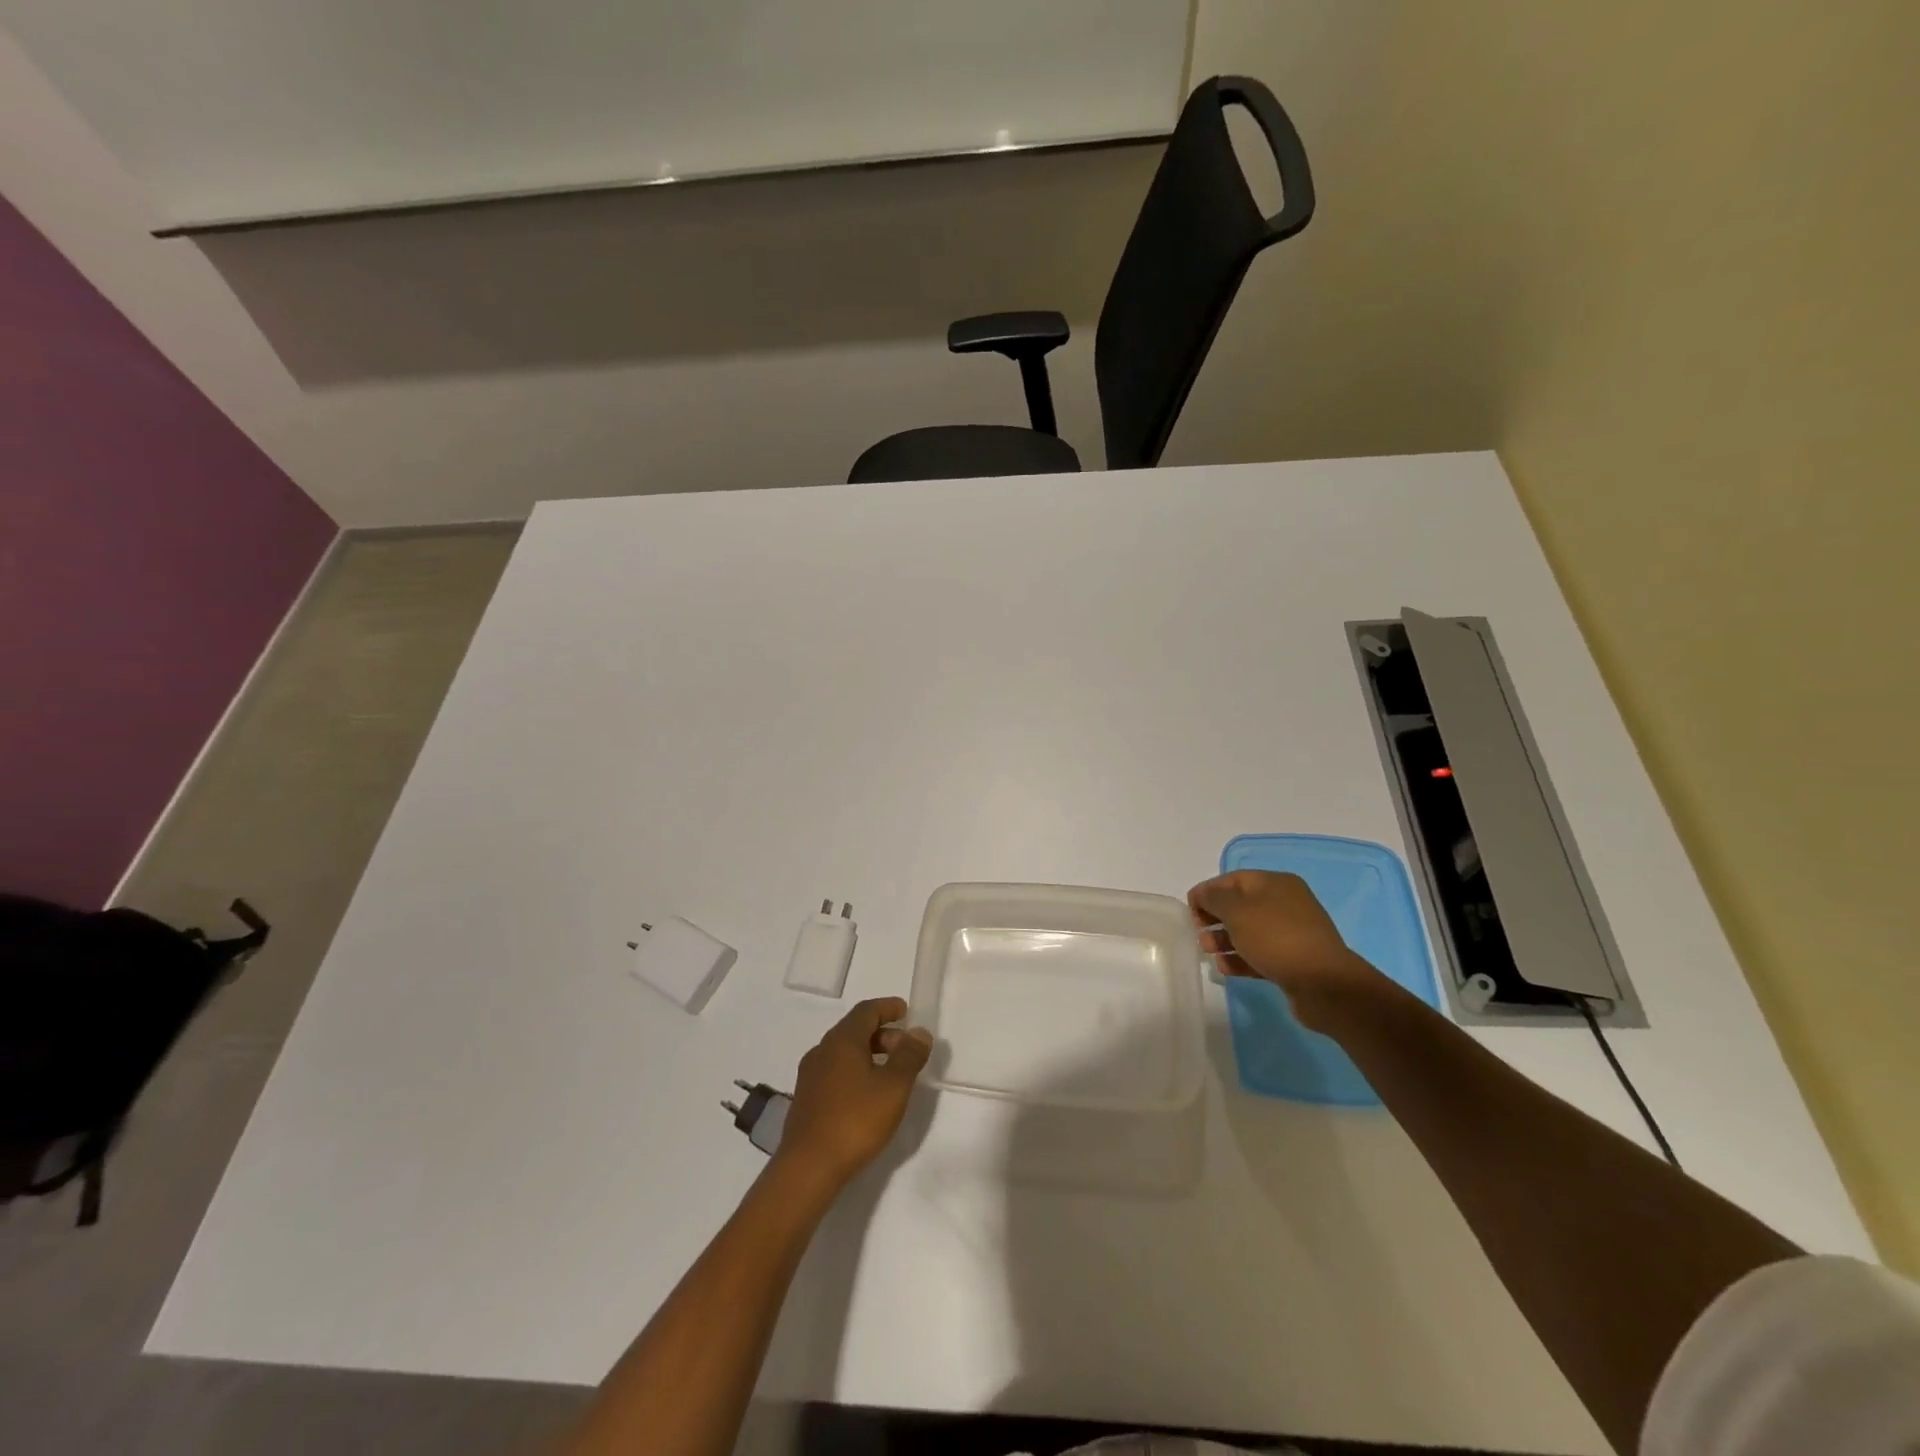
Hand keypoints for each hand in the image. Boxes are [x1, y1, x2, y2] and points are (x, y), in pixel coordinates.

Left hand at [775, 997, 931, 1191]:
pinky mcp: (807, 1099)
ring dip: (869, 1053)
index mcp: (842, 1040)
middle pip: (854, 1030)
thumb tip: (918, 1032)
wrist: (807, 1168)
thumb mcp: (893, 1087)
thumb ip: (909, 1056)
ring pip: (844, 1052)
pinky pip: (835, 1071)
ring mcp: (810, 1075)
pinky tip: (867, 1095)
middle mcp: (822, 1050)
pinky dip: (856, 1071)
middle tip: (905, 1048)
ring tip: (891, 1073)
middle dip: (883, 1033)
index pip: (866, 1011)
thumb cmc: (855, 1121)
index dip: (888, 1007)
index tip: (906, 1010)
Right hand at [1188, 870, 1384, 1029]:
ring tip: (1209, 954)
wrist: (1324, 985)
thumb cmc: (1276, 938)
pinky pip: (1259, 953)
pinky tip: (1226, 969)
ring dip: (1224, 941)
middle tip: (1198, 935)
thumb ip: (1214, 898)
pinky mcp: (1292, 960)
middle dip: (1214, 919)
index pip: (1232, 880)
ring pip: (1248, 932)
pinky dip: (1240, 958)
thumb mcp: (1237, 911)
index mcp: (1275, 883)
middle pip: (1239, 906)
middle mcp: (1284, 903)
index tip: (1189, 912)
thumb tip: (1203, 894)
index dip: (1207, 892)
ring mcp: (1290, 933)